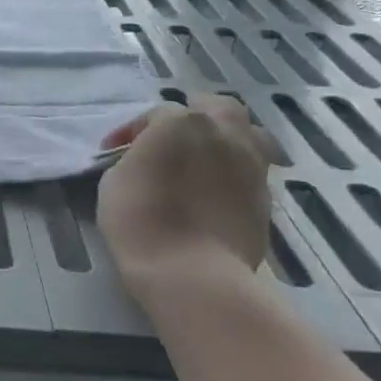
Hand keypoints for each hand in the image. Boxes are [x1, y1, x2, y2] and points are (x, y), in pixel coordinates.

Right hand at [96, 95, 282, 286]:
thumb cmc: (140, 222)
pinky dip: (235, 171)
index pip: (156, 113)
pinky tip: (217, 191)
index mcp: (181, 123)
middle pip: (216, 107)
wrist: (192, 273)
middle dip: (196, 115)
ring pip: (248, 133)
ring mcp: (252, 163)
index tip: (115, 153)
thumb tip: (146, 160)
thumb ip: (134, 158)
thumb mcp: (114, 182)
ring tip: (206, 160)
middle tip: (174, 138)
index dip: (133, 131)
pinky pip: (253, 169)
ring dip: (226, 138)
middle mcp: (223, 133)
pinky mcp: (266, 195)